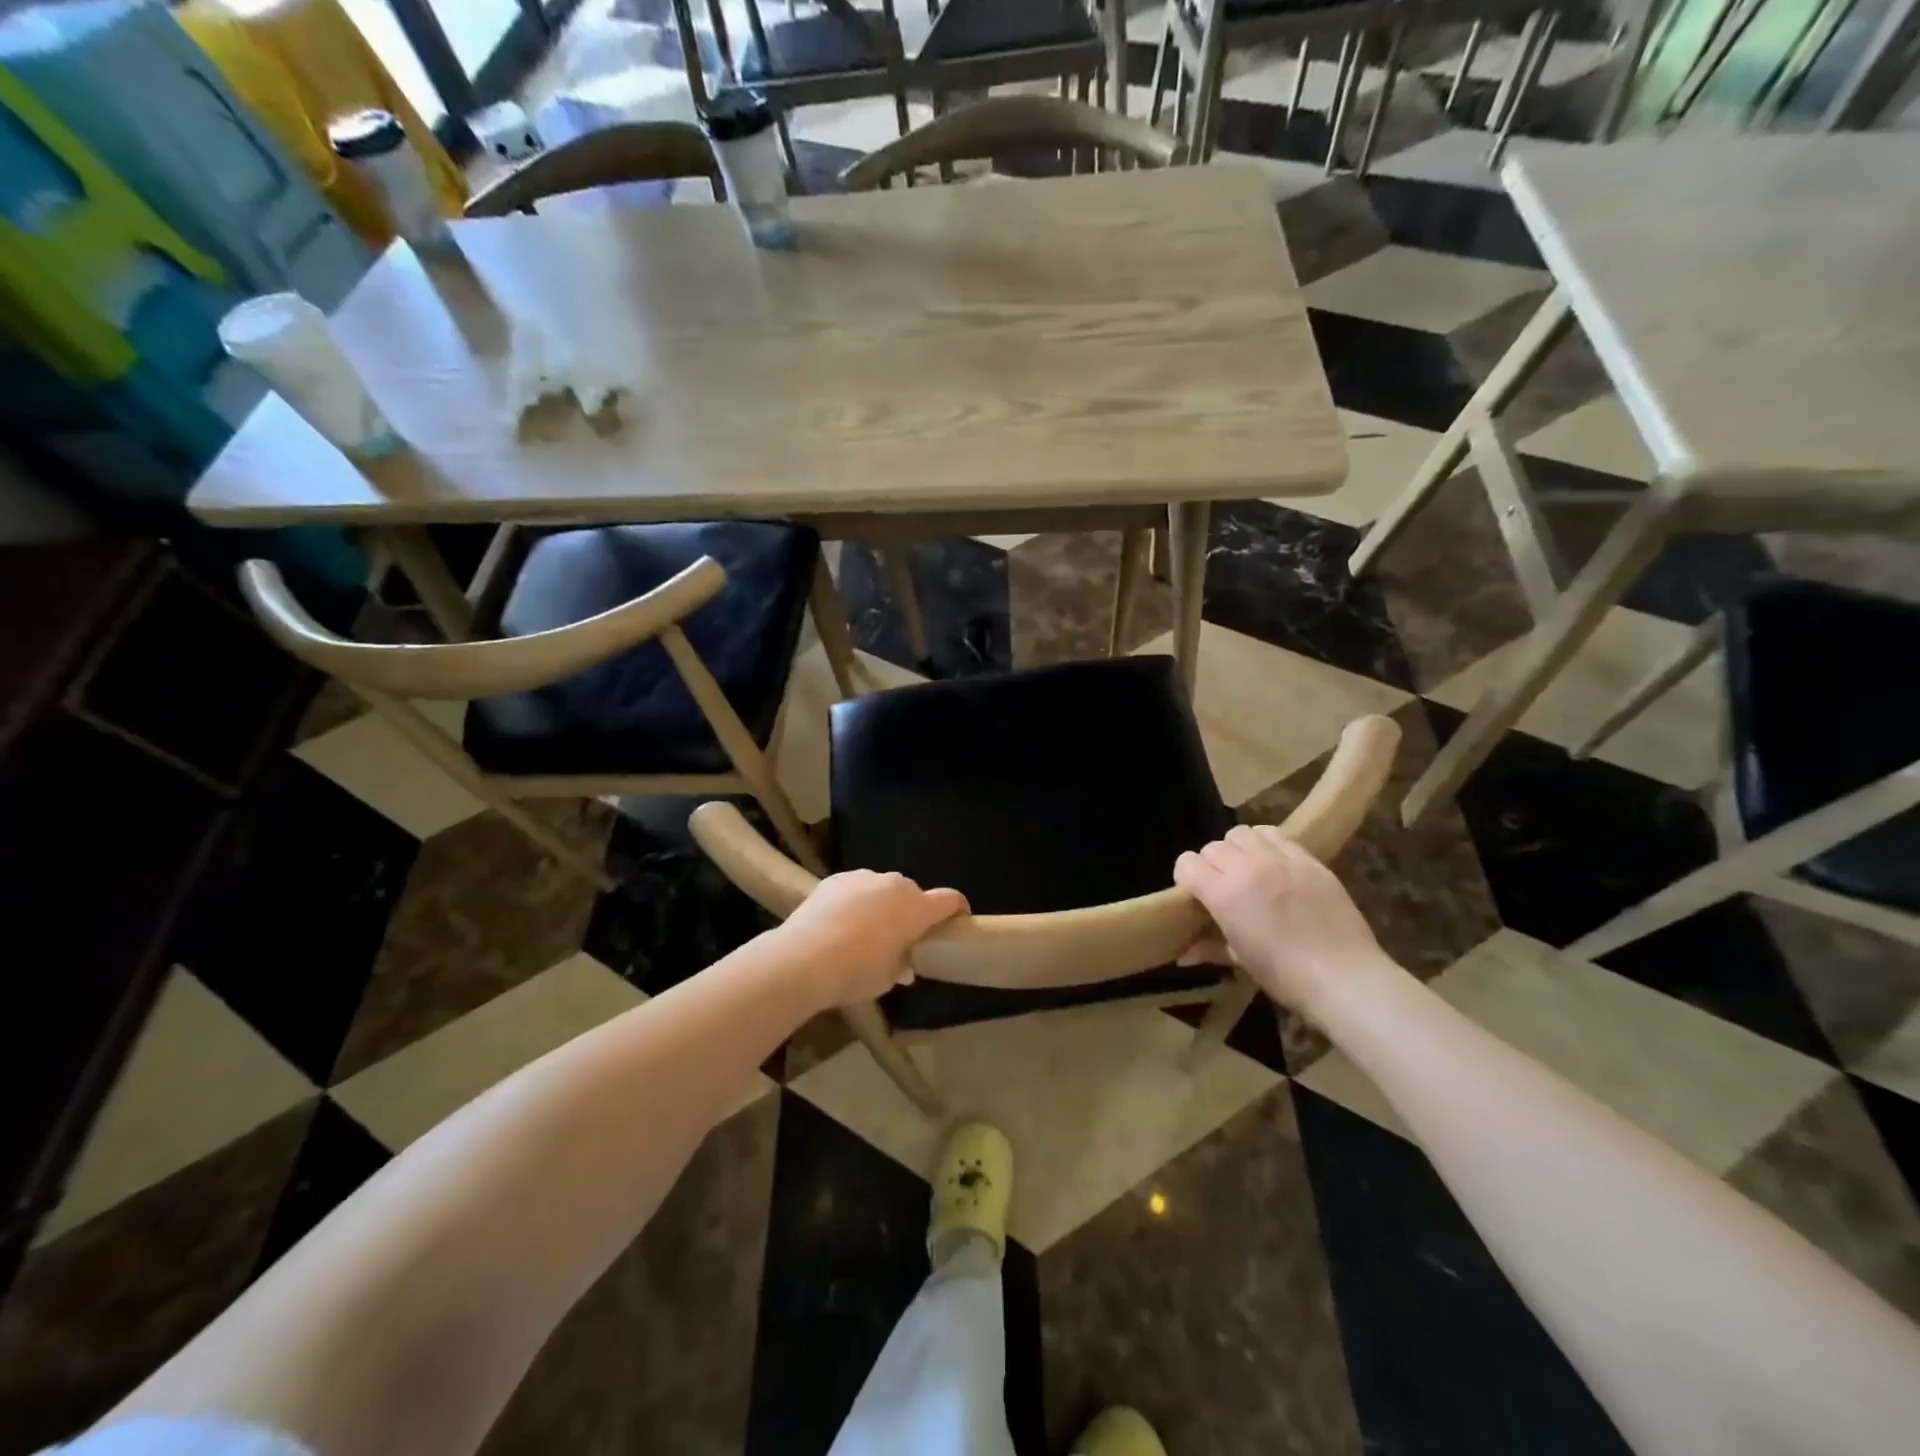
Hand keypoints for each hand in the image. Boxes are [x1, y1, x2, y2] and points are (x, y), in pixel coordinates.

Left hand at [777, 870, 969, 1006]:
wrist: (803, 958)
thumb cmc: (856, 972)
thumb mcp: (889, 977)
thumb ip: (903, 964)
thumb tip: (905, 962)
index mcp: (916, 907)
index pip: (950, 899)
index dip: (957, 909)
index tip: (956, 922)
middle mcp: (895, 884)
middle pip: (913, 894)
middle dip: (911, 912)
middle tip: (901, 937)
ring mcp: (863, 877)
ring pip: (882, 889)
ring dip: (882, 905)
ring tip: (865, 931)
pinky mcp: (836, 879)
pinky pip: (855, 889)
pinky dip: (855, 902)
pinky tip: (839, 924)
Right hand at [1173, 825, 1395, 1021]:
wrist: (1346, 977)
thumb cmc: (1286, 976)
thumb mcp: (1241, 961)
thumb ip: (1209, 947)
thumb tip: (1182, 954)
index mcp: (1225, 894)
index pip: (1187, 863)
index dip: (1186, 878)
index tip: (1196, 895)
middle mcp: (1248, 867)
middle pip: (1213, 847)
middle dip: (1211, 865)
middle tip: (1223, 887)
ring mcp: (1281, 859)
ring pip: (1242, 833)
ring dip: (1237, 849)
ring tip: (1248, 869)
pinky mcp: (1309, 859)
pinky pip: (1277, 835)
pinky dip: (1267, 844)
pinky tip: (1275, 866)